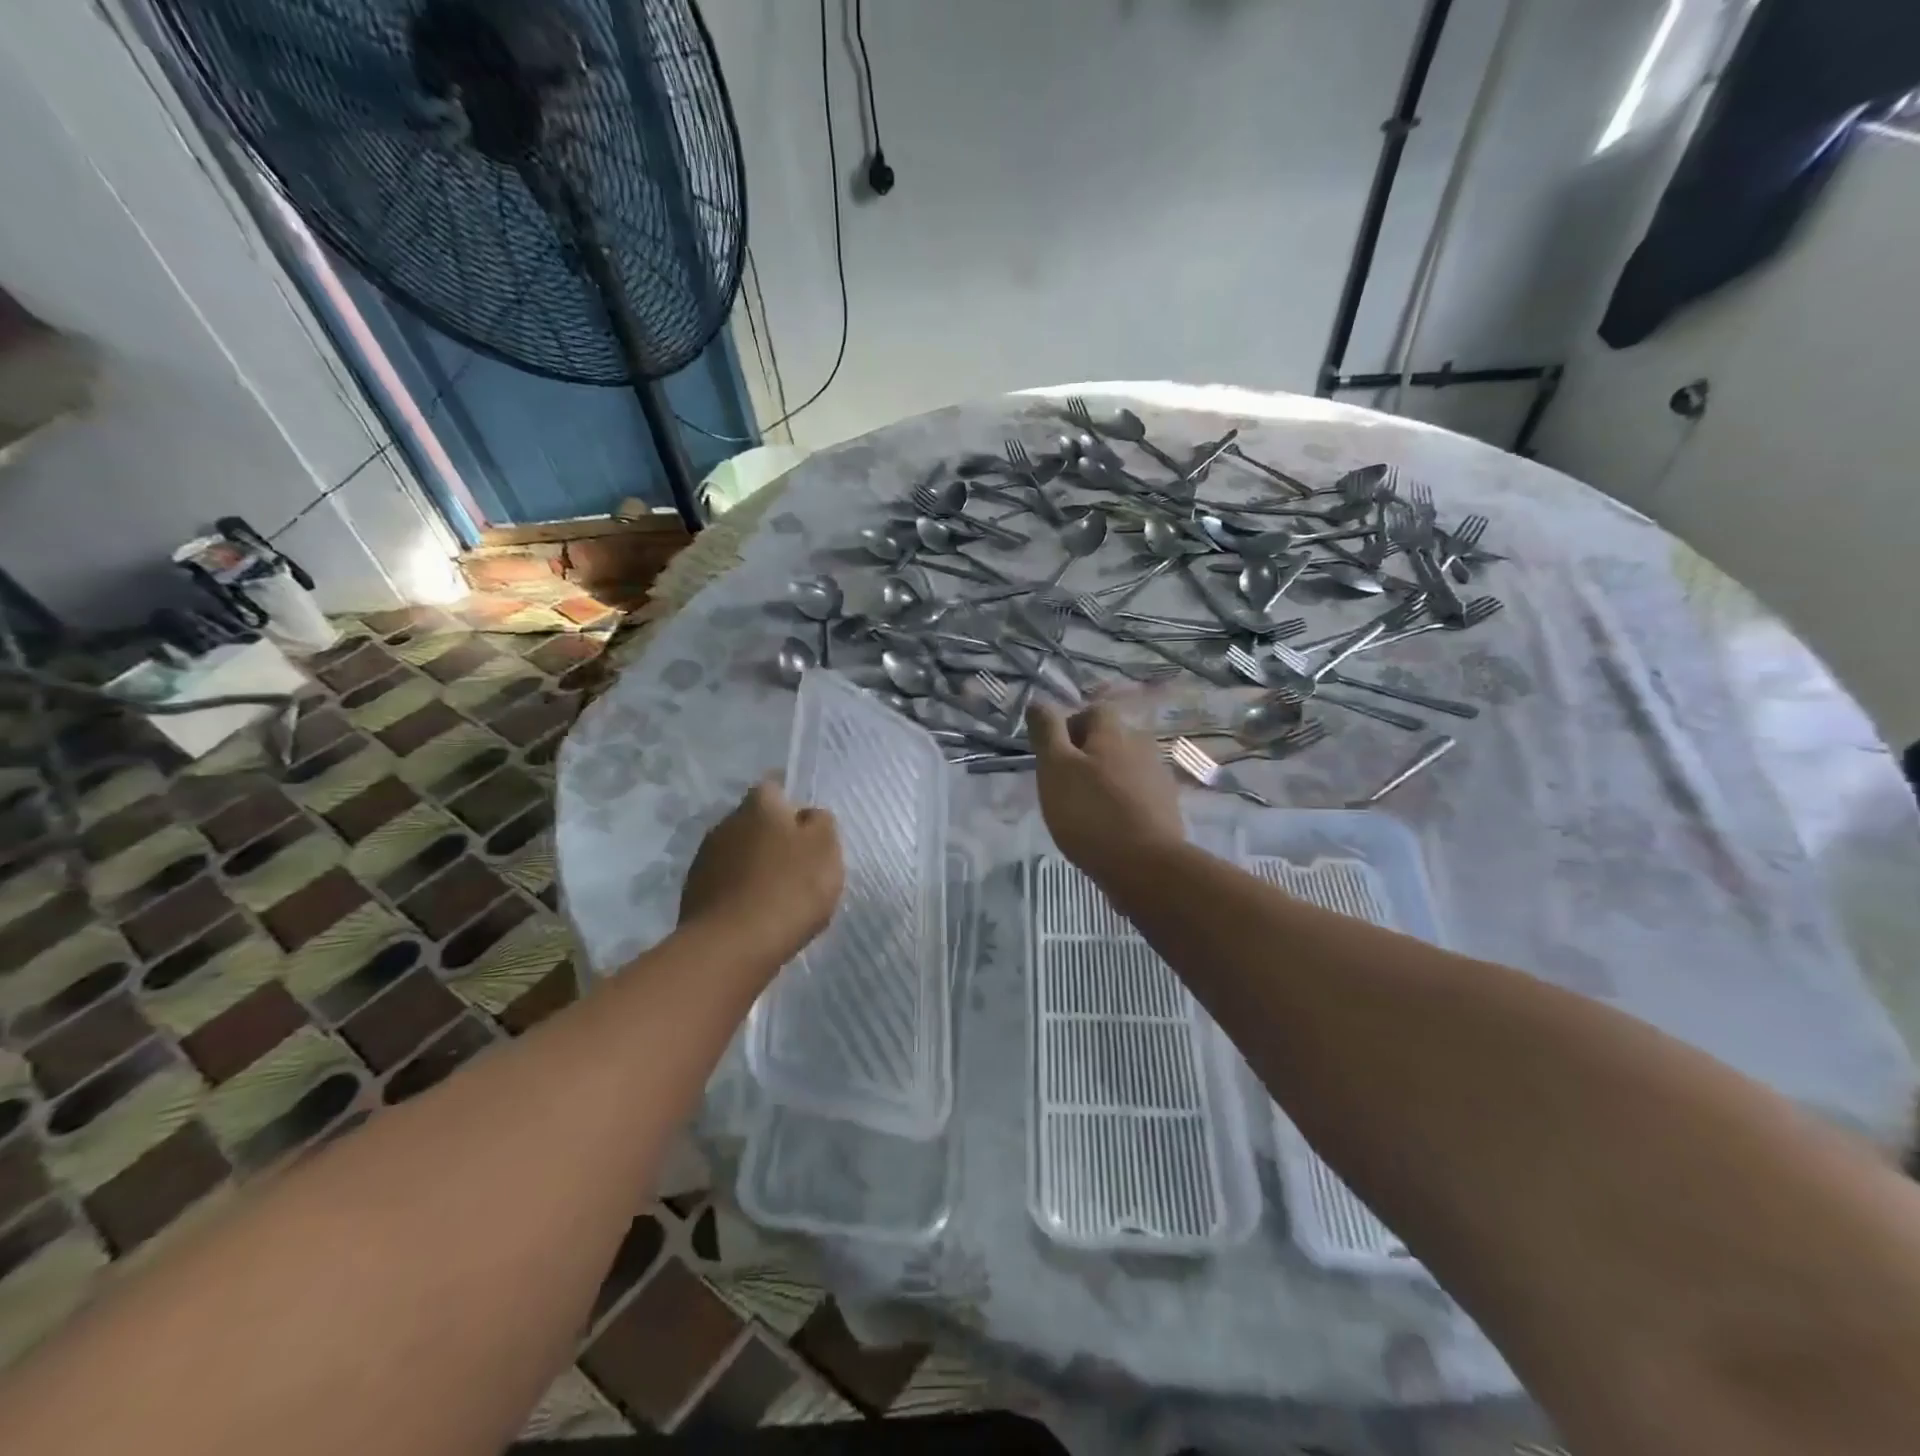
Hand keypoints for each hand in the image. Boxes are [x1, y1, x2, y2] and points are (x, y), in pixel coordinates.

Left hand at [679, 782, 843, 957]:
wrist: (732, 946)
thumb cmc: (789, 889)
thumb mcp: (825, 849)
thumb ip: (821, 823)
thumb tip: (807, 815)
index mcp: (760, 805)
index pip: (774, 787)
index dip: (790, 804)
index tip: (806, 827)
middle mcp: (726, 822)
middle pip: (754, 820)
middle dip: (771, 836)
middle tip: (795, 863)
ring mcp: (704, 858)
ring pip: (737, 852)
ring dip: (752, 864)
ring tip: (775, 893)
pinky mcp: (693, 892)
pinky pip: (723, 881)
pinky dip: (738, 890)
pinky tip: (753, 912)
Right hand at [1027, 703, 1183, 880]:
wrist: (1145, 866)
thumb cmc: (1090, 813)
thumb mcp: (1055, 768)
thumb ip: (1047, 732)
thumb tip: (1038, 701)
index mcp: (1114, 733)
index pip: (1094, 711)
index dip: (1071, 726)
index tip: (1054, 755)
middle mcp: (1142, 747)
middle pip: (1112, 739)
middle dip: (1089, 755)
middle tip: (1065, 784)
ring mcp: (1159, 779)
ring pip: (1126, 768)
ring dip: (1107, 780)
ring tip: (1085, 809)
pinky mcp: (1167, 809)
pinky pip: (1139, 795)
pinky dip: (1123, 803)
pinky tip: (1109, 827)